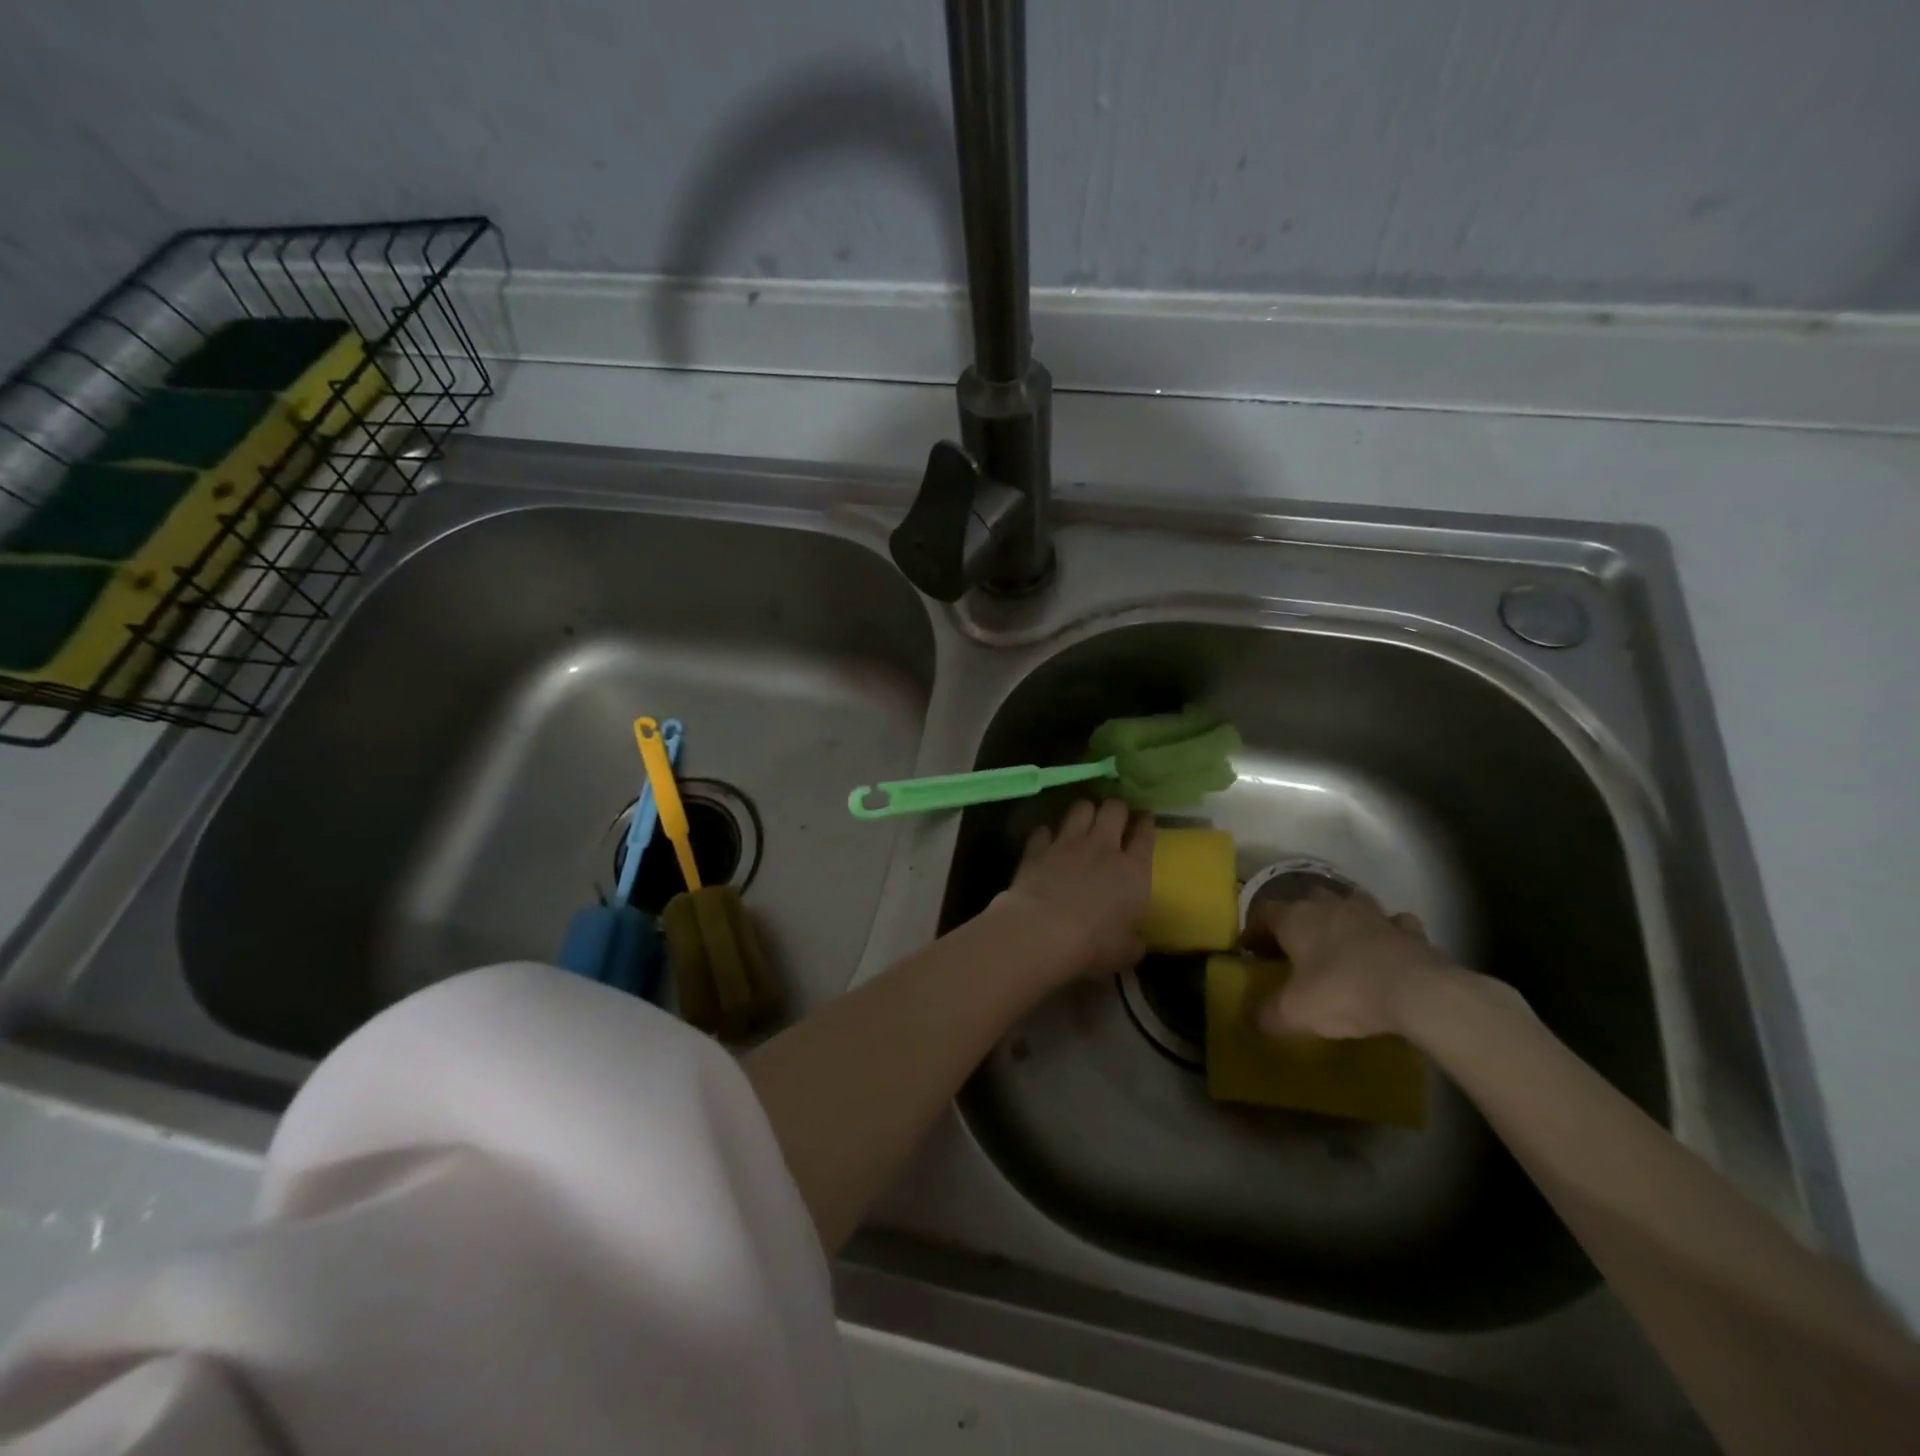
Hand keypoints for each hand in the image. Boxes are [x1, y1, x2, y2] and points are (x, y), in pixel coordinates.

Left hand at [994, 798, 1154, 985]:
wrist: (1041, 931)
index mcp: (1133, 870)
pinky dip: (1047, 833)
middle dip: (1117, 808)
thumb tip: (1136, 940)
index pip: (1145, 835)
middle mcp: (1103, 847)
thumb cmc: (1092, 945)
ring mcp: (1068, 842)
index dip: (1146, 823)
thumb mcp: (1125, 953)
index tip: (1146, 819)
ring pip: (1081, 808)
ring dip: (1085, 810)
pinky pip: (1045, 829)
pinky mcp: (1038, 847)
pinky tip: (1047, 840)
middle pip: (1114, 809)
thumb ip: (1133, 941)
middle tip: (1116, 814)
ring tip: (1085, 817)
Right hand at [1246, 887, 1456, 1039]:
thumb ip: (1270, 1016)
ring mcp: (1371, 913)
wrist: (1417, 992)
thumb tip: (1255, 1022)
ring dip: (1345, 917)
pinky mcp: (1407, 928)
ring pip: (1351, 903)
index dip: (1256, 929)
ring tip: (1343, 941)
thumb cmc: (1343, 993)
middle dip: (1301, 918)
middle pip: (1307, 900)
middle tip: (1299, 945)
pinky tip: (1388, 948)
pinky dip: (1389, 931)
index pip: (1264, 912)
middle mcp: (1329, 906)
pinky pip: (1393, 923)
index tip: (1253, 950)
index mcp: (1296, 919)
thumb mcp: (1296, 1012)